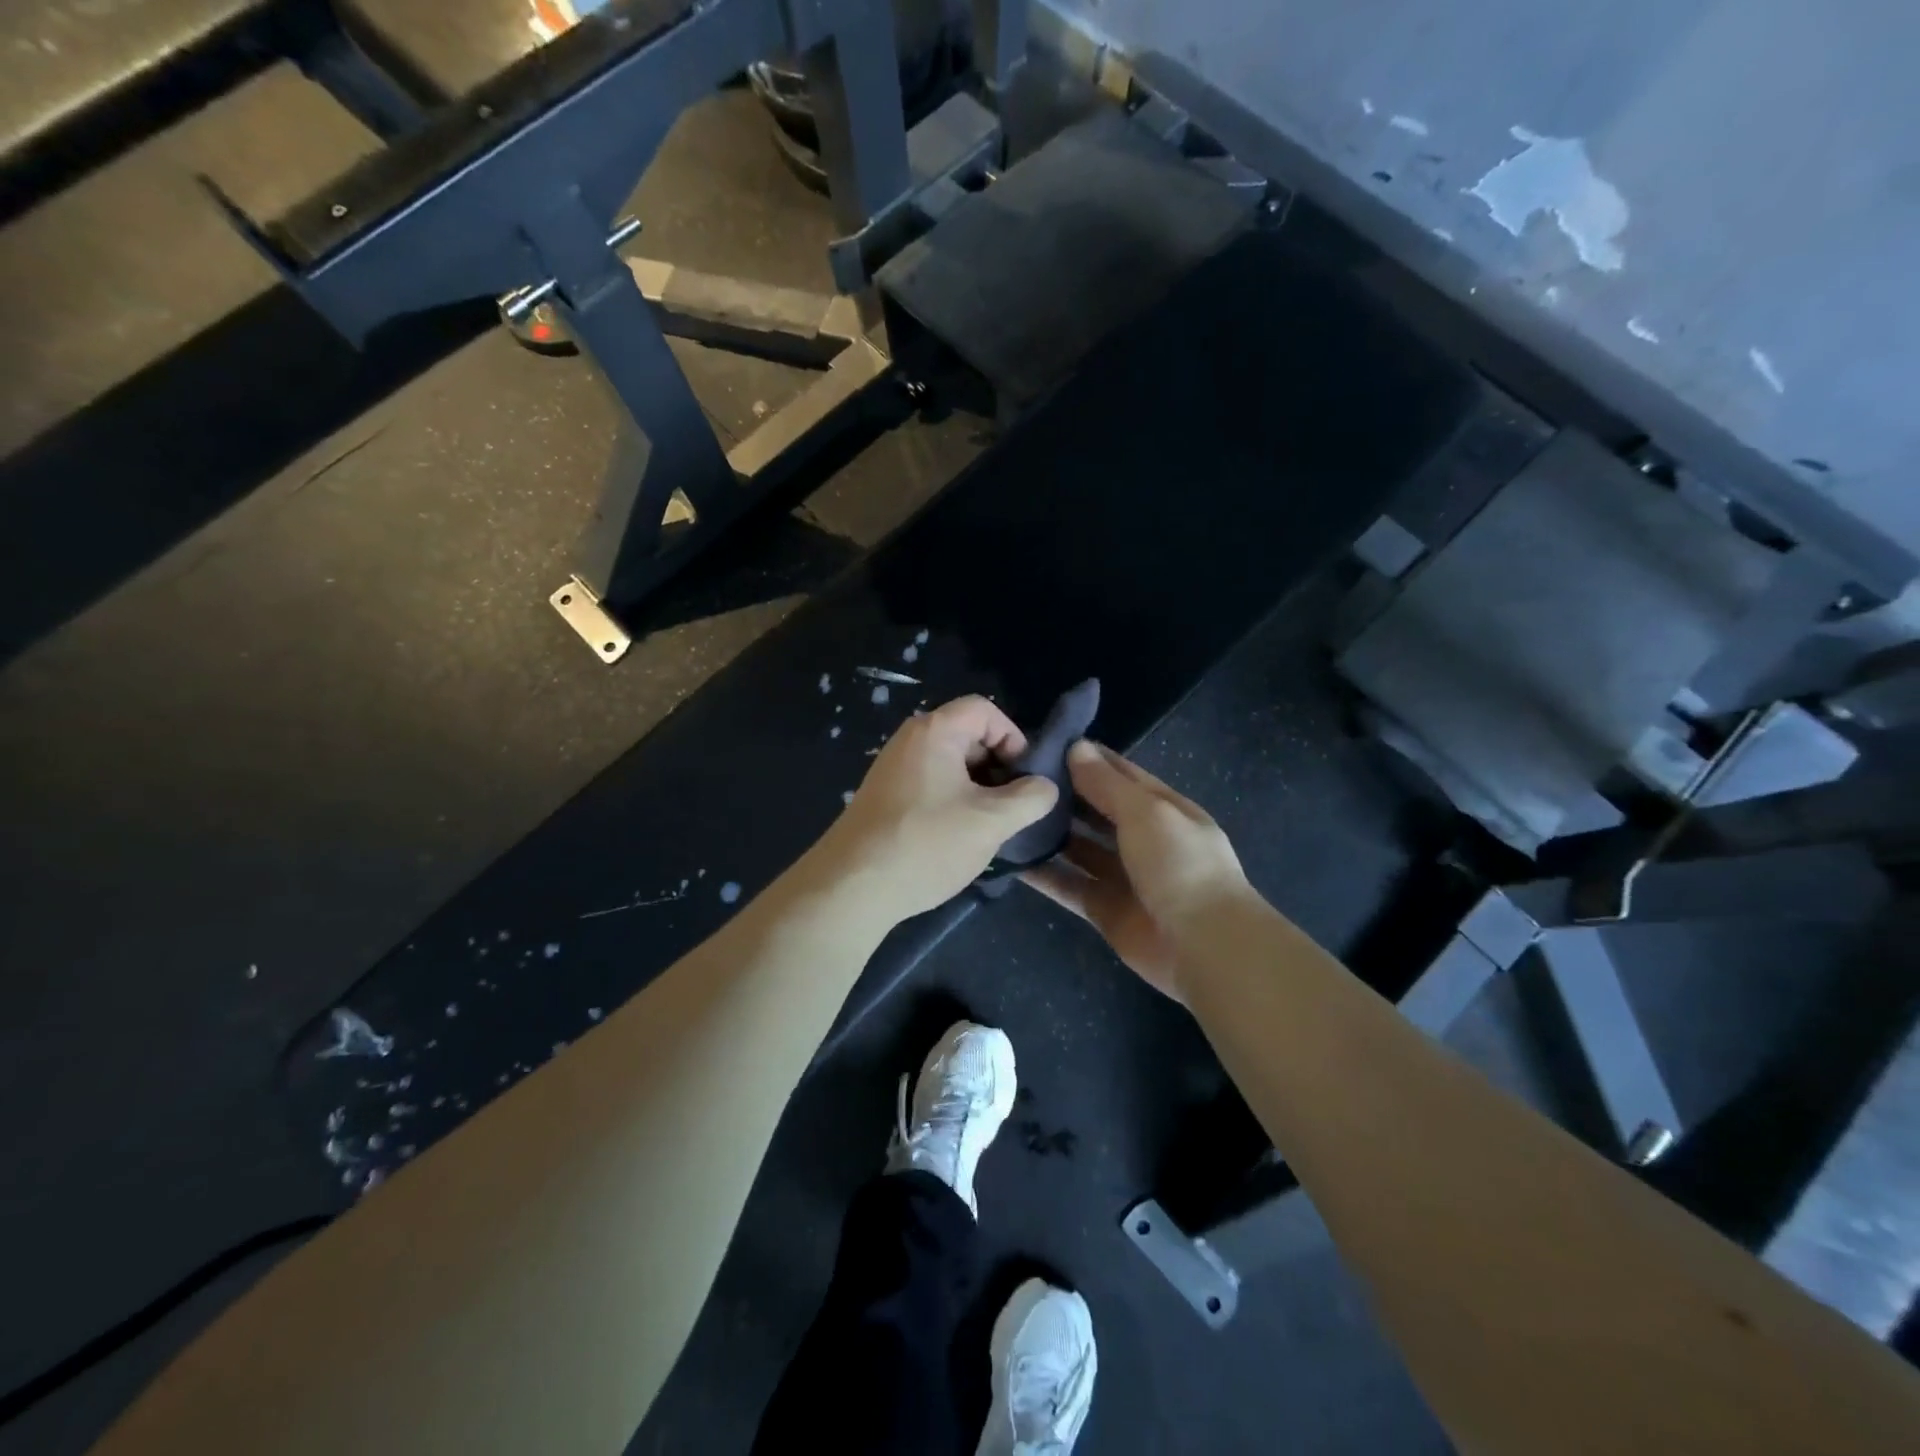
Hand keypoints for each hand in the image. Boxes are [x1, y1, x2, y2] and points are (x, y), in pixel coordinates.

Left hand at [813, 695, 1059, 922]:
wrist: (851, 887)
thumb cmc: (926, 843)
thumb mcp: (990, 821)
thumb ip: (1029, 798)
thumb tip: (1045, 787)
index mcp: (934, 731)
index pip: (984, 710)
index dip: (1014, 737)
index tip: (1026, 778)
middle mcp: (910, 741)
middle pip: (968, 736)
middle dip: (999, 768)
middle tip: (1014, 807)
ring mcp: (894, 770)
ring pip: (951, 766)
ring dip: (978, 791)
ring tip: (991, 827)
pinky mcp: (885, 798)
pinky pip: (931, 786)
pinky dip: (953, 803)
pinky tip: (960, 839)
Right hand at [1023, 741, 1249, 1000]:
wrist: (1204, 945)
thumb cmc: (1180, 864)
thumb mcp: (1146, 811)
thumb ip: (1107, 783)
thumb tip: (1077, 747)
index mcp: (1162, 808)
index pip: (1119, 773)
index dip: (1086, 758)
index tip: (1043, 744)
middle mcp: (1142, 838)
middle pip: (1096, 810)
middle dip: (1062, 795)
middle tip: (1014, 780)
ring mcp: (1122, 876)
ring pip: (1079, 848)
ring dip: (1050, 834)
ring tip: (1008, 816)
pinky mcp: (1104, 909)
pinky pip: (1068, 886)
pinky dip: (1043, 875)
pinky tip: (1011, 860)